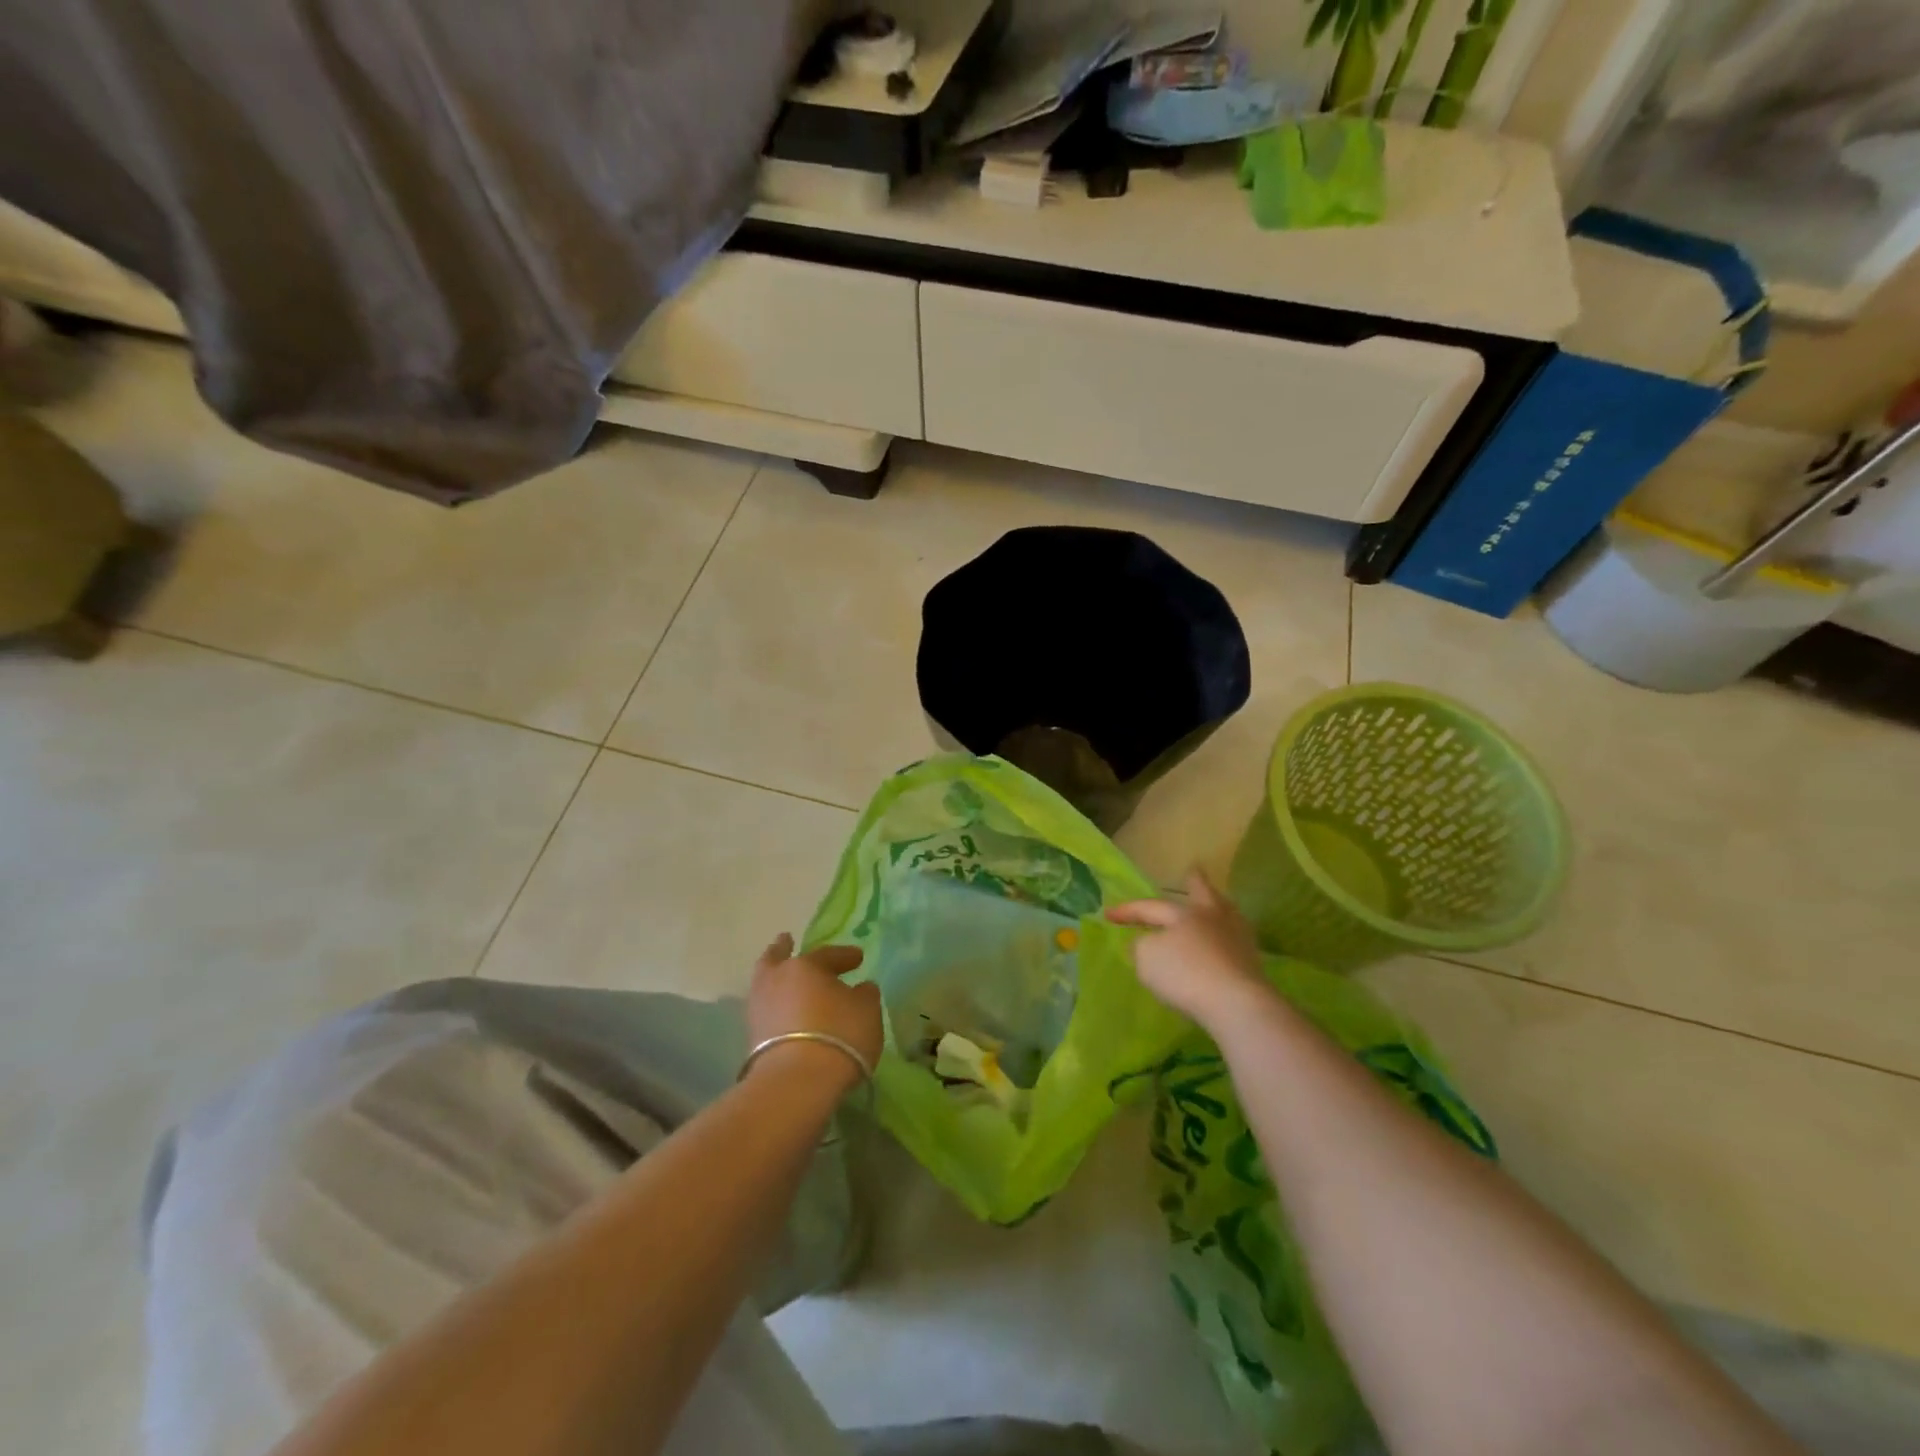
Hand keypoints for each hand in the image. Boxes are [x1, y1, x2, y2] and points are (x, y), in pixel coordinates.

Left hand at [746, 934, 882, 1092]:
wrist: (796, 1081)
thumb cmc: (839, 1035)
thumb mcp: (867, 1011)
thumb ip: (865, 995)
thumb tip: (861, 988)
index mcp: (805, 965)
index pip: (827, 954)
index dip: (845, 956)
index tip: (858, 958)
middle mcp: (777, 979)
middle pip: (777, 958)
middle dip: (782, 949)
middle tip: (786, 940)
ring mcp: (759, 1008)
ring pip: (766, 984)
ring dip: (776, 980)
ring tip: (785, 981)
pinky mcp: (751, 1037)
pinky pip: (766, 1011)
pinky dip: (775, 1007)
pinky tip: (785, 1011)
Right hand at [1107, 872, 1271, 1032]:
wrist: (1236, 1003)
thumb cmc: (1185, 975)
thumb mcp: (1147, 959)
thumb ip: (1141, 947)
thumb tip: (1146, 943)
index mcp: (1183, 913)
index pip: (1150, 906)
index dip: (1128, 910)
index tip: (1108, 914)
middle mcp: (1211, 917)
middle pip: (1203, 893)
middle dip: (1195, 882)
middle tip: (1193, 870)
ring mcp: (1236, 938)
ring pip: (1225, 913)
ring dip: (1217, 906)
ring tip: (1214, 905)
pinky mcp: (1252, 962)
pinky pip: (1234, 940)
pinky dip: (1226, 937)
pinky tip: (1223, 943)